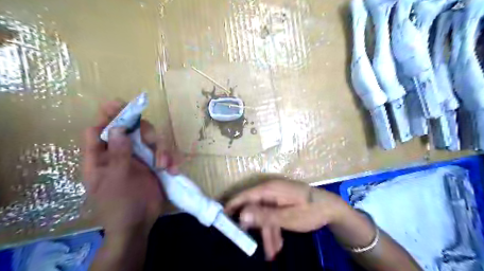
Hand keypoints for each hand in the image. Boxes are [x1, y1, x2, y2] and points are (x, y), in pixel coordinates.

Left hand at [83, 101, 175, 235]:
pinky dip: (170, 159)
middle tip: (153, 142)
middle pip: (131, 130)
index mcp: (101, 157)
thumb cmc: (119, 205)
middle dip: (145, 133)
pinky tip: (173, 170)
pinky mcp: (154, 164)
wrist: (139, 224)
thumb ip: (118, 154)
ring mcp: (139, 158)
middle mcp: (120, 153)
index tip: (119, 105)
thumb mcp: (116, 179)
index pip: (99, 130)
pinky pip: (164, 153)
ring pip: (151, 140)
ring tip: (165, 164)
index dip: (107, 116)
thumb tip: (117, 128)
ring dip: (162, 149)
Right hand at [225, 180, 349, 259]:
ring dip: (266, 234)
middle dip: (252, 226)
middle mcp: (271, 191)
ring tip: (271, 254)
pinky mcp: (282, 203)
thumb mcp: (287, 217)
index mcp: (270, 189)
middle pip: (254, 207)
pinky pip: (273, 216)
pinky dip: (274, 230)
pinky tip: (277, 247)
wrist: (332, 209)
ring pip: (265, 215)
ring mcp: (277, 197)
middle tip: (245, 242)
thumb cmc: (310, 211)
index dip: (233, 204)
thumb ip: (264, 216)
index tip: (221, 217)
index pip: (246, 195)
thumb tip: (241, 214)